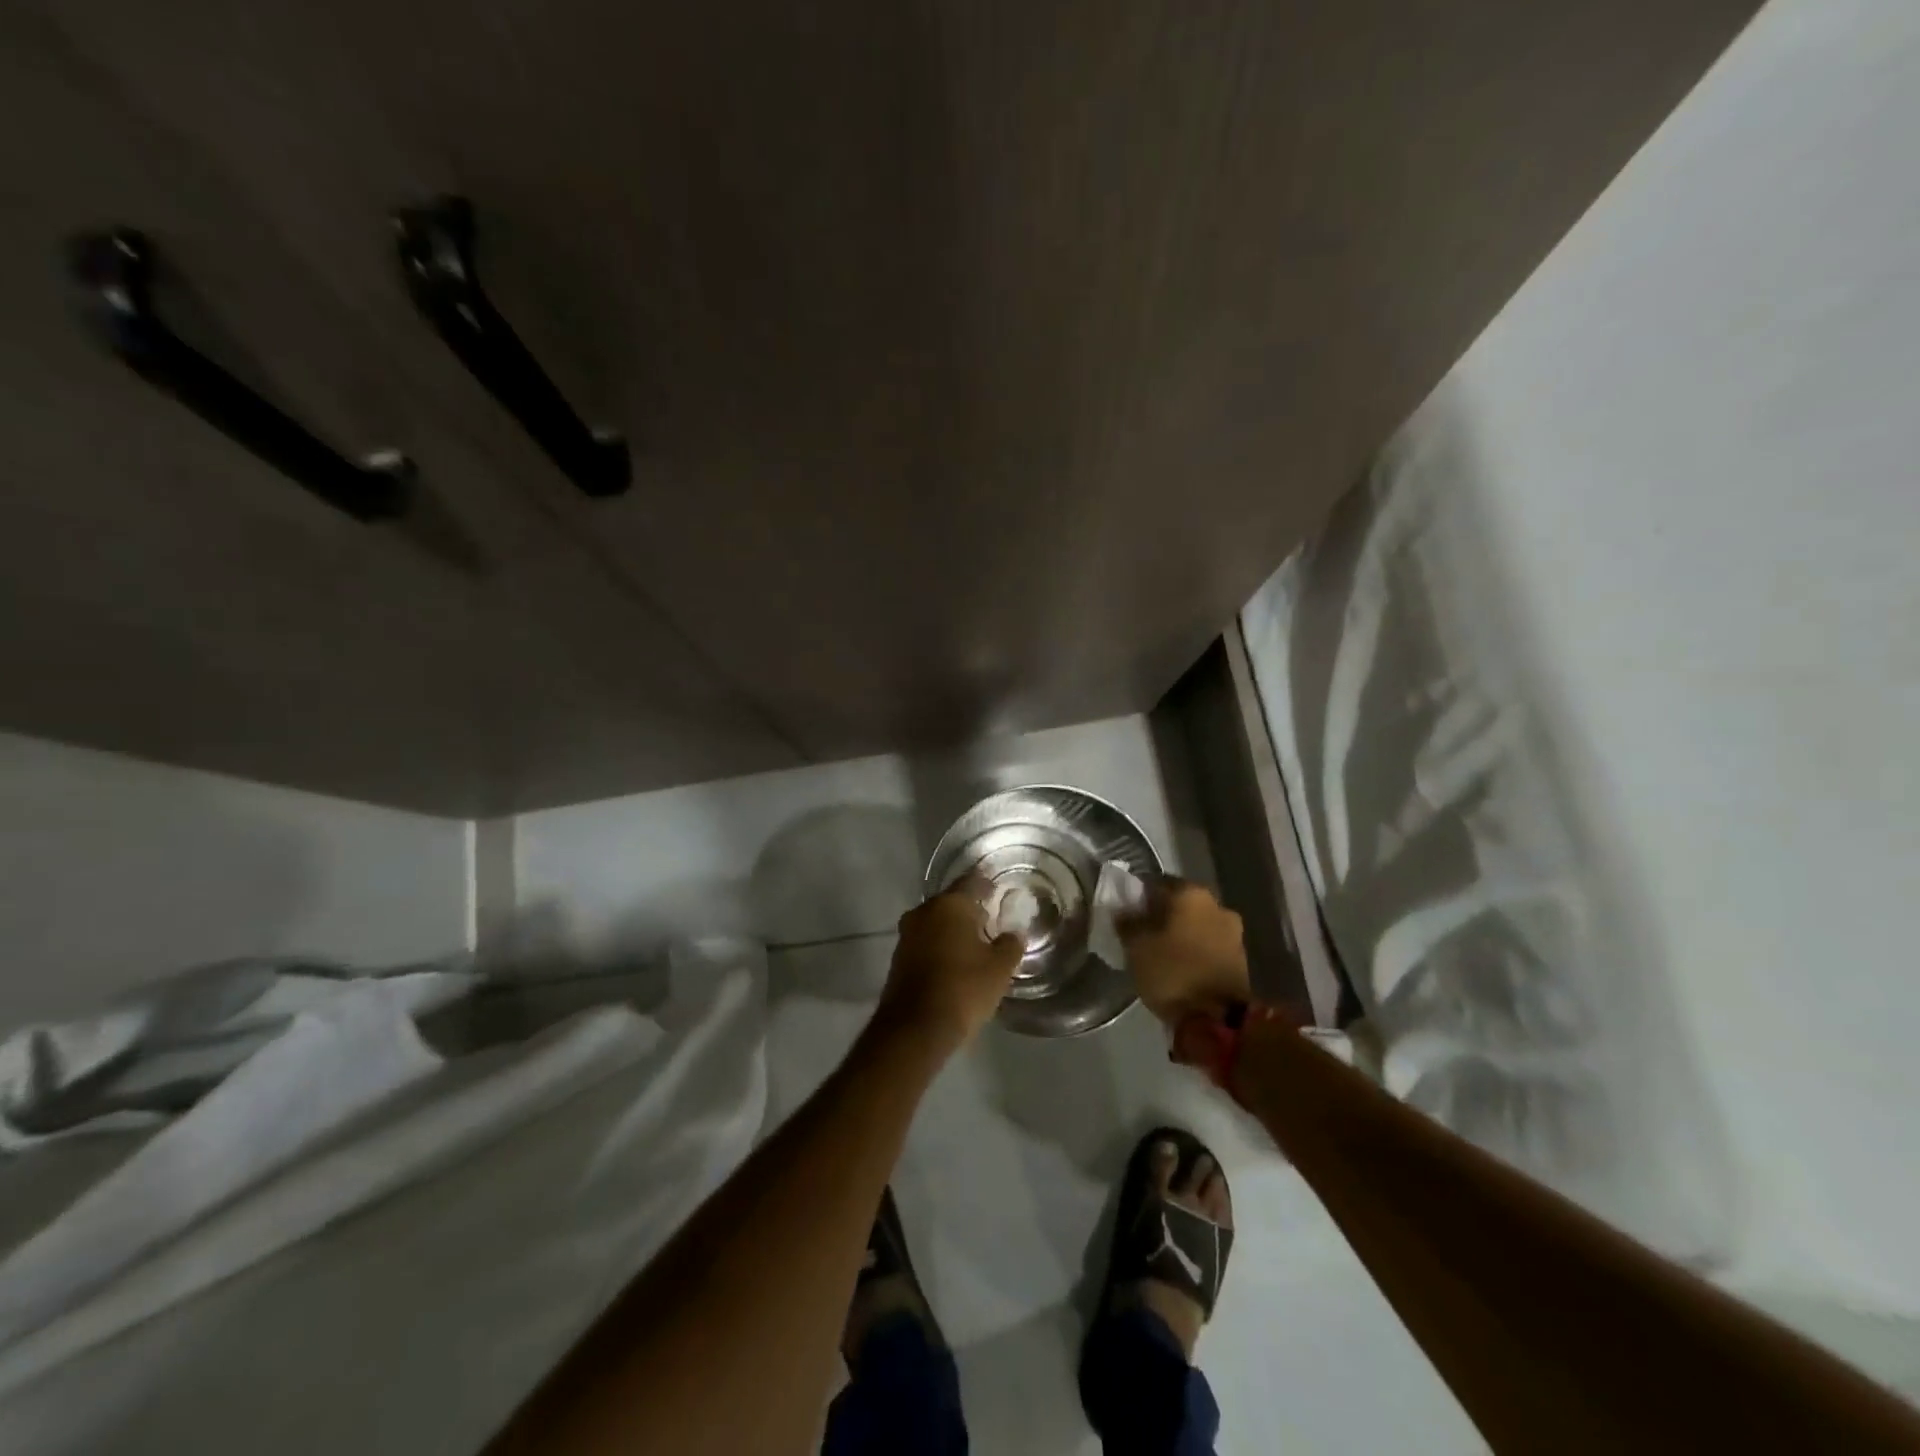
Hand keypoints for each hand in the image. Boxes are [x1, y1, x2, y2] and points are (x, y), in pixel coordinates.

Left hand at [876, 877, 1023, 1052]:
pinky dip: (940, 947)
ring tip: (975, 943)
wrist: (914, 1027)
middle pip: (951, 903)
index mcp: (949, 904)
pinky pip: (926, 943)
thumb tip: (1013, 934)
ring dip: (953, 930)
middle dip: (969, 910)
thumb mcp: (999, 968)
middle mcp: (924, 911)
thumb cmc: (963, 988)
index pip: (972, 882)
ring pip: (936, 923)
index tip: (998, 888)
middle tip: (990, 919)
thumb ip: (1010, 945)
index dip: (987, 884)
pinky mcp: (898, 958)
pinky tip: (954, 962)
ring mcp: (907, 934)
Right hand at [1119, 879, 1250, 1026]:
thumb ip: (1127, 923)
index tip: (1127, 914)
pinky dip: (1195, 951)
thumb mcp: (1136, 947)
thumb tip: (1124, 910)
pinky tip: (1181, 967)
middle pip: (1180, 904)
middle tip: (1143, 934)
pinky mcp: (1241, 959)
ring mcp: (1233, 932)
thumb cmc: (1172, 972)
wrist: (1220, 1019)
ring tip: (1161, 954)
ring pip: (1197, 925)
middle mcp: (1216, 904)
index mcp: (1190, 893)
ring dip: (1181, 935)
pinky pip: (1210, 946)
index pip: (1157, 883)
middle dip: (1163, 916)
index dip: (1139, 897)